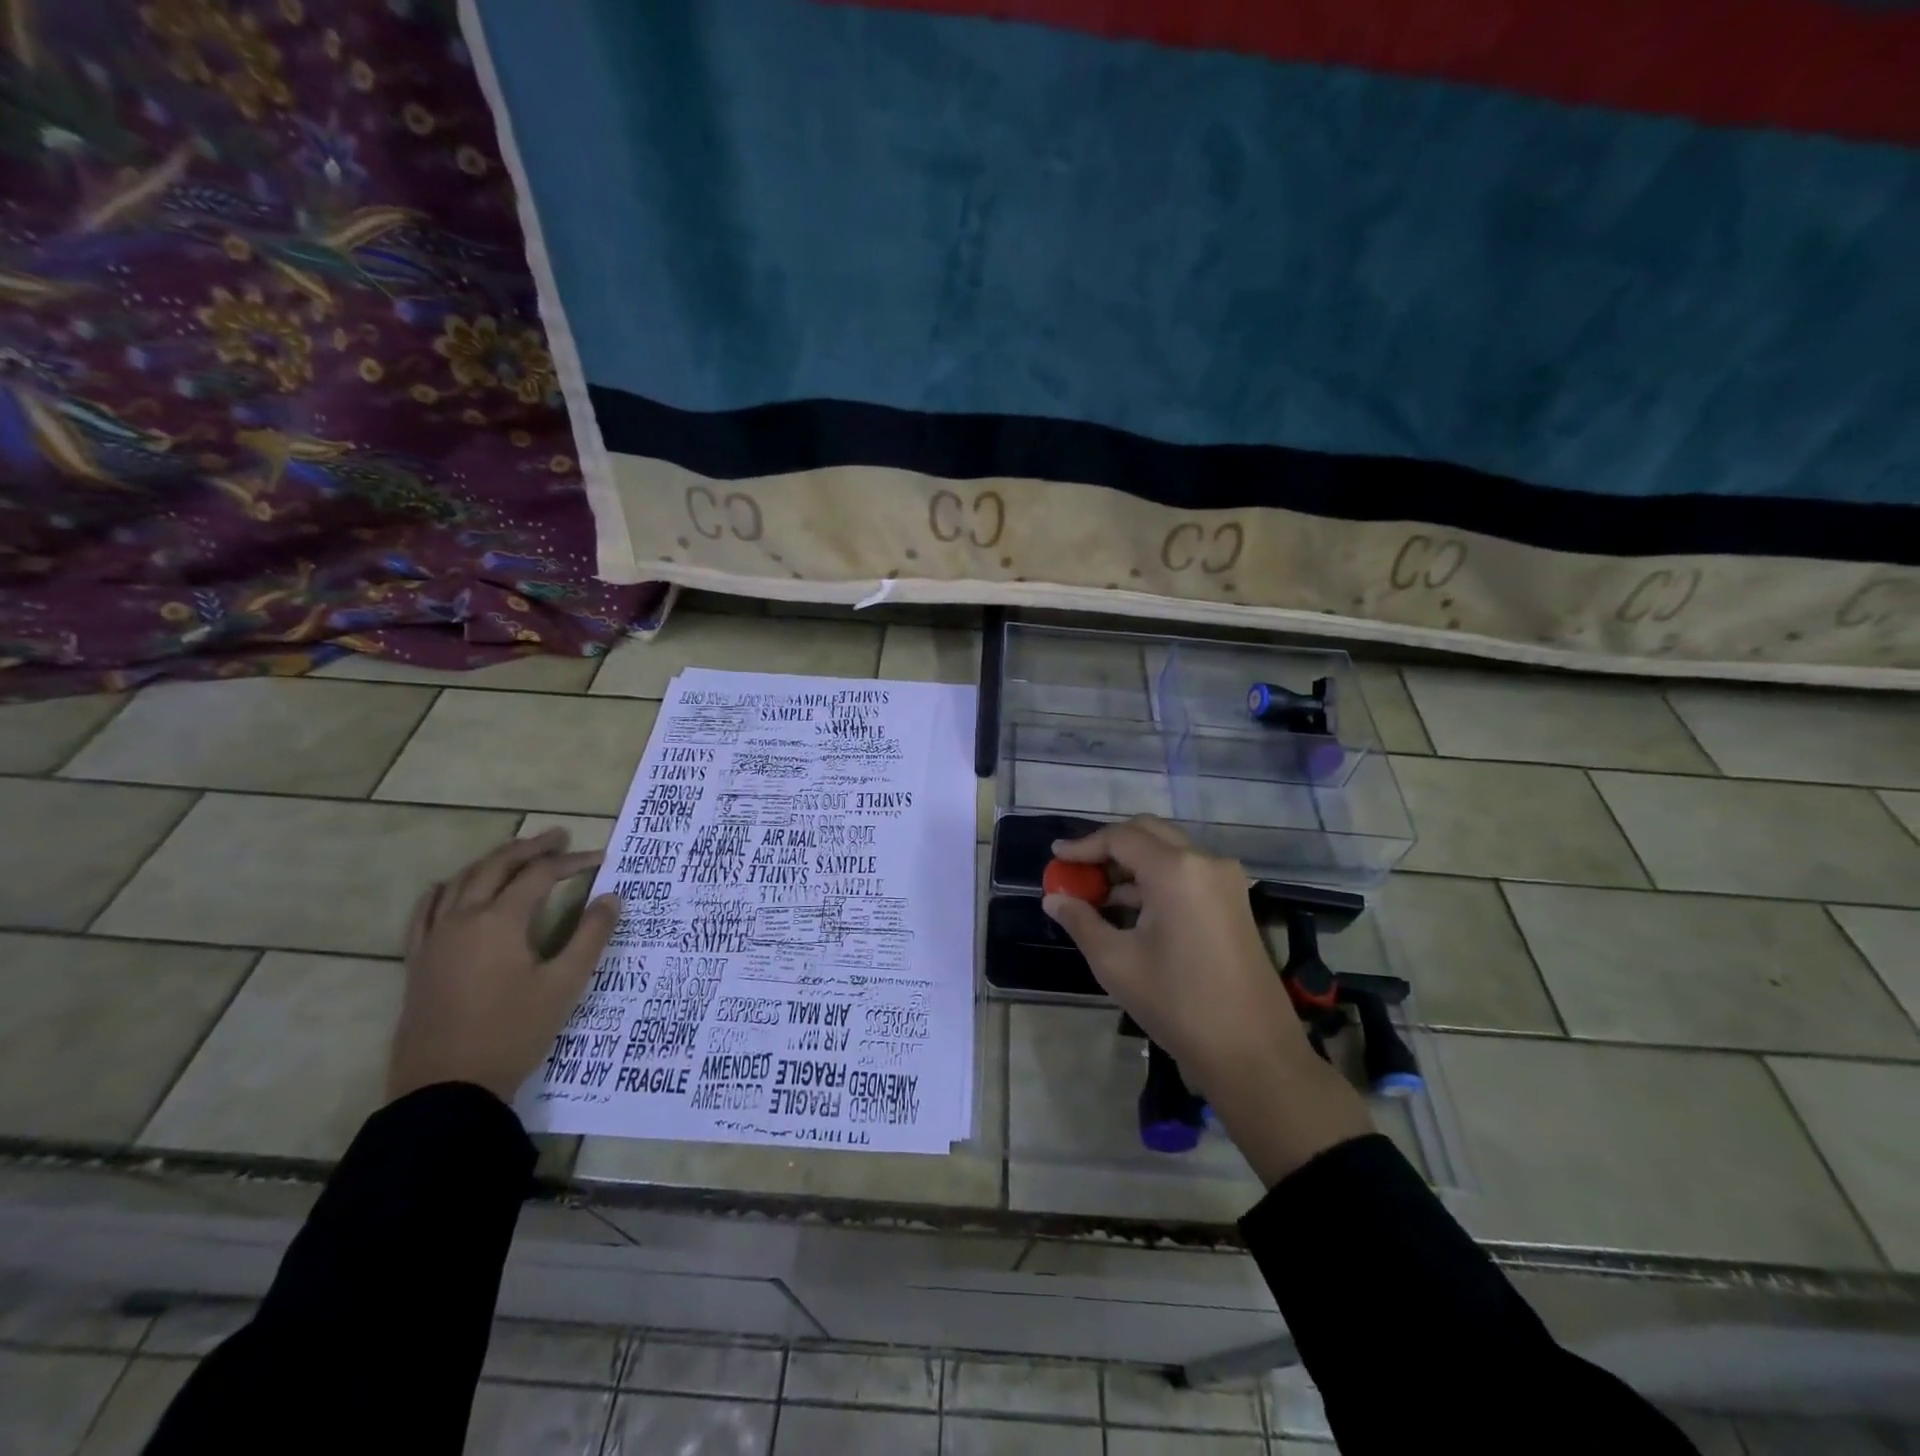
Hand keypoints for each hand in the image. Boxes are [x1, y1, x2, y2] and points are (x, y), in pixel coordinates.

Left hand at [388, 828, 618, 1104]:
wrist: (448, 1088)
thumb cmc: (513, 1033)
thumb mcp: (564, 985)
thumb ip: (591, 937)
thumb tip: (612, 898)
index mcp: (499, 921)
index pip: (540, 875)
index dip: (571, 862)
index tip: (599, 858)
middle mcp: (463, 919)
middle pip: (496, 866)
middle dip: (530, 848)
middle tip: (559, 836)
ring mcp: (434, 939)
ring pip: (461, 882)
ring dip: (493, 861)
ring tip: (517, 854)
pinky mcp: (418, 961)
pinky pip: (425, 911)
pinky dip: (443, 890)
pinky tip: (450, 887)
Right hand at [1042, 816, 1372, 1182]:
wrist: (1252, 1052)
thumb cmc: (1177, 1003)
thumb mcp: (1116, 962)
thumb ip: (1080, 921)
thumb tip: (1053, 899)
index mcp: (1176, 870)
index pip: (1120, 838)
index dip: (1083, 845)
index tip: (1055, 857)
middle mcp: (1205, 862)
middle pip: (1148, 834)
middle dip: (1108, 847)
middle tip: (1078, 869)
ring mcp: (1225, 881)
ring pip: (1169, 852)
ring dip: (1132, 865)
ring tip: (1097, 894)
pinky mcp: (1234, 901)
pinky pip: (1187, 874)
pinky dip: (1155, 880)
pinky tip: (1130, 909)